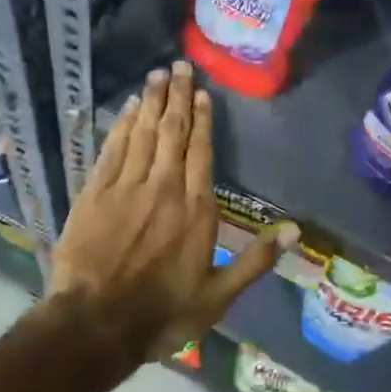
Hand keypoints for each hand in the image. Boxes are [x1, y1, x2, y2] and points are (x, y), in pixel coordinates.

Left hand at [49, 61, 290, 365]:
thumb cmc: (162, 313)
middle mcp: (163, 188)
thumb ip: (255, 261)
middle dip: (178, 97)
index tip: (203, 94)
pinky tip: (129, 107)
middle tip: (180, 66)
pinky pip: (113, 149)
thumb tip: (296, 231)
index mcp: (195, 209)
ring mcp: (126, 187)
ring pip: (143, 133)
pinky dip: (122, 125)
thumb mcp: (218, 297)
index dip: (203, 120)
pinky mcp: (95, 193)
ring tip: (158, 74)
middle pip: (172, 132)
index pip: (201, 152)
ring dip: (152, 102)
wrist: (94, 325)